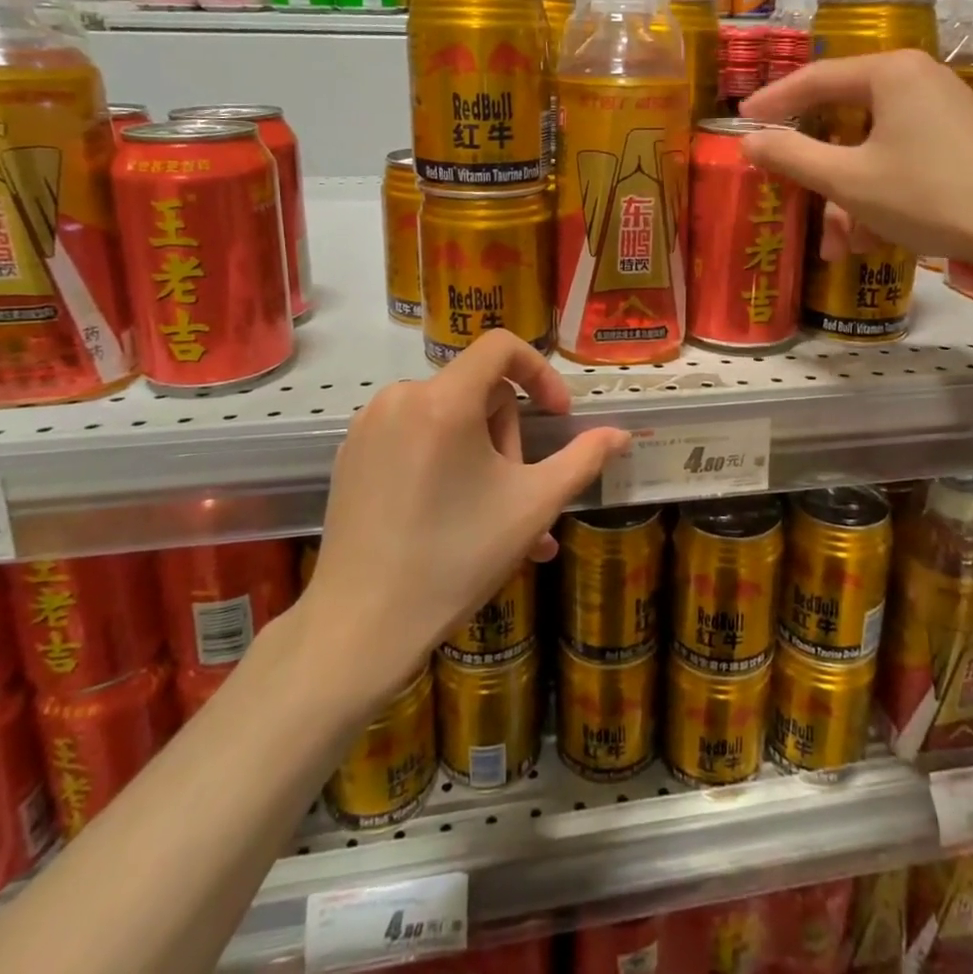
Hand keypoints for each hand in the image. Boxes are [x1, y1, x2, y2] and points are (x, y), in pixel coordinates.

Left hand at [306, 330, 629, 696]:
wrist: (361, 626)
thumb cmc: (456, 558)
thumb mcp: (532, 506)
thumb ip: (582, 460)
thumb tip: (621, 434)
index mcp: (443, 400)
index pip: (502, 347)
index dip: (540, 373)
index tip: (558, 418)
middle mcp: (400, 398)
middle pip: (477, 390)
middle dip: (507, 435)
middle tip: (517, 493)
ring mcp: (369, 426)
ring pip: (448, 416)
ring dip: (481, 454)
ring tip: (494, 516)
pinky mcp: (351, 453)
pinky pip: (415, 437)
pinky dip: (444, 461)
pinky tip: (454, 514)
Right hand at [738, 49, 972, 276]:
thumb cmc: (930, 196)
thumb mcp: (849, 180)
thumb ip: (792, 156)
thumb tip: (749, 141)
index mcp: (889, 74)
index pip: (814, 80)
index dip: (773, 103)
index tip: (741, 123)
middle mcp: (917, 81)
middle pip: (844, 122)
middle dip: (820, 175)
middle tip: (794, 199)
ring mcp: (943, 111)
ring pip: (872, 151)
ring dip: (850, 199)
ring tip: (844, 247)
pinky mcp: (961, 141)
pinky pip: (902, 161)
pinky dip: (881, 197)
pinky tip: (878, 240)